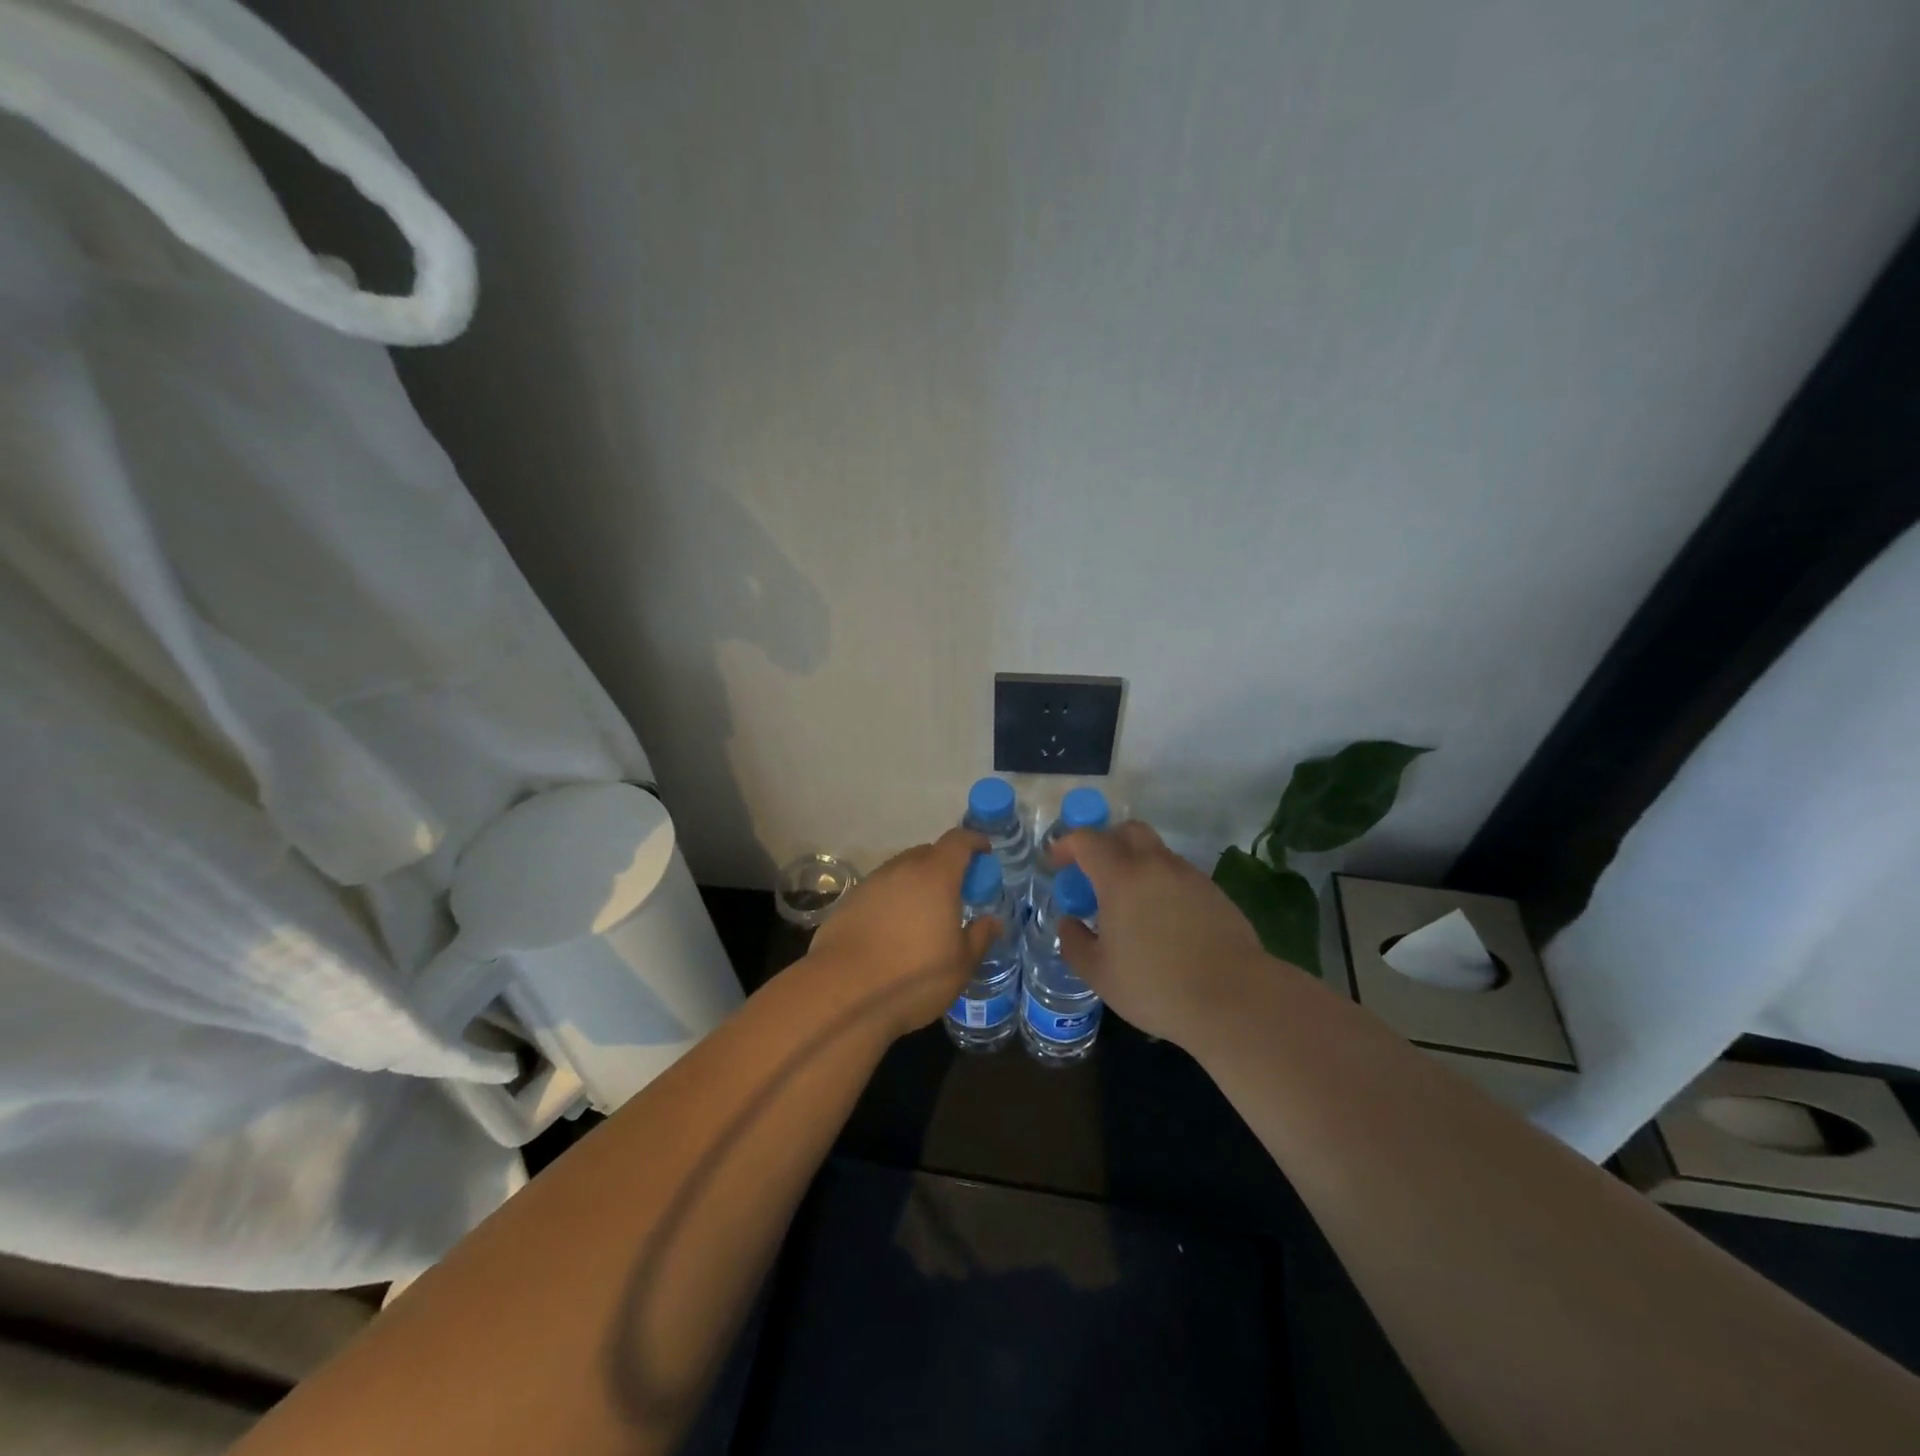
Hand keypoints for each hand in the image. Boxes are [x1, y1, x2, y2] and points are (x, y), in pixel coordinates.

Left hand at [803, 828, 1001, 1039]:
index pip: (958, 841)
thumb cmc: (913, 977)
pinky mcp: (847, 903)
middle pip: (927, 853)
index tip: (984, 852)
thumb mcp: (960, 964)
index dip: (974, 841)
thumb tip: (993, 920)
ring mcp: (871, 884)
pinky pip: (879, 891)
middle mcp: (902, 870)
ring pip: (901, 872)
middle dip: (945, 865)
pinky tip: (892, 930)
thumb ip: (980, 937)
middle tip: (955, 891)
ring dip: (916, 883)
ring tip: (923, 913)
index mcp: (935, 876)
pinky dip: (892, 900)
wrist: (842, 993)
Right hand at [1054, 821, 1279, 1048]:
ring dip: (1136, 864)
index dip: (1066, 845)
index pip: (1087, 840)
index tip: (1057, 863)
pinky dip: (1161, 885)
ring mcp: (1189, 876)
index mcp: (1121, 877)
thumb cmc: (1156, 986)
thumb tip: (1068, 923)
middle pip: (1128, 831)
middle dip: (1105, 841)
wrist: (1235, 998)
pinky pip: (1178, 876)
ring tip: (1128, 904)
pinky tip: (1161, 921)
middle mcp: (1155, 865)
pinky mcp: (1214, 893)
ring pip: (1156, 853)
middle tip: (1093, 872)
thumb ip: (1075, 943)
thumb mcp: (1099, 974)